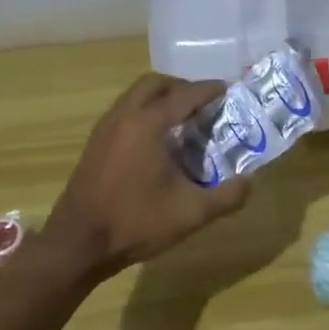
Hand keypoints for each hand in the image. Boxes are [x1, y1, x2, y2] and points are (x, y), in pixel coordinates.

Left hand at [38, 74, 251, 278]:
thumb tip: (251, 181)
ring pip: (135, 96)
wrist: (77, 245)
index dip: (209, 90)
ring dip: (161, 99)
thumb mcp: (192, 213)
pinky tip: (159, 142)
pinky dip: (145, 113)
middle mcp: (123, 117)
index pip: (185, 95)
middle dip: (182, 87)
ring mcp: (105, 129)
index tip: (229, 90)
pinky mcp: (95, 144)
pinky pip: (125, 112)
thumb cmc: (136, 223)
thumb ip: (228, 196)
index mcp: (148, 125)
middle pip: (154, 84)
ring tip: (185, 120)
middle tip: (204, 104)